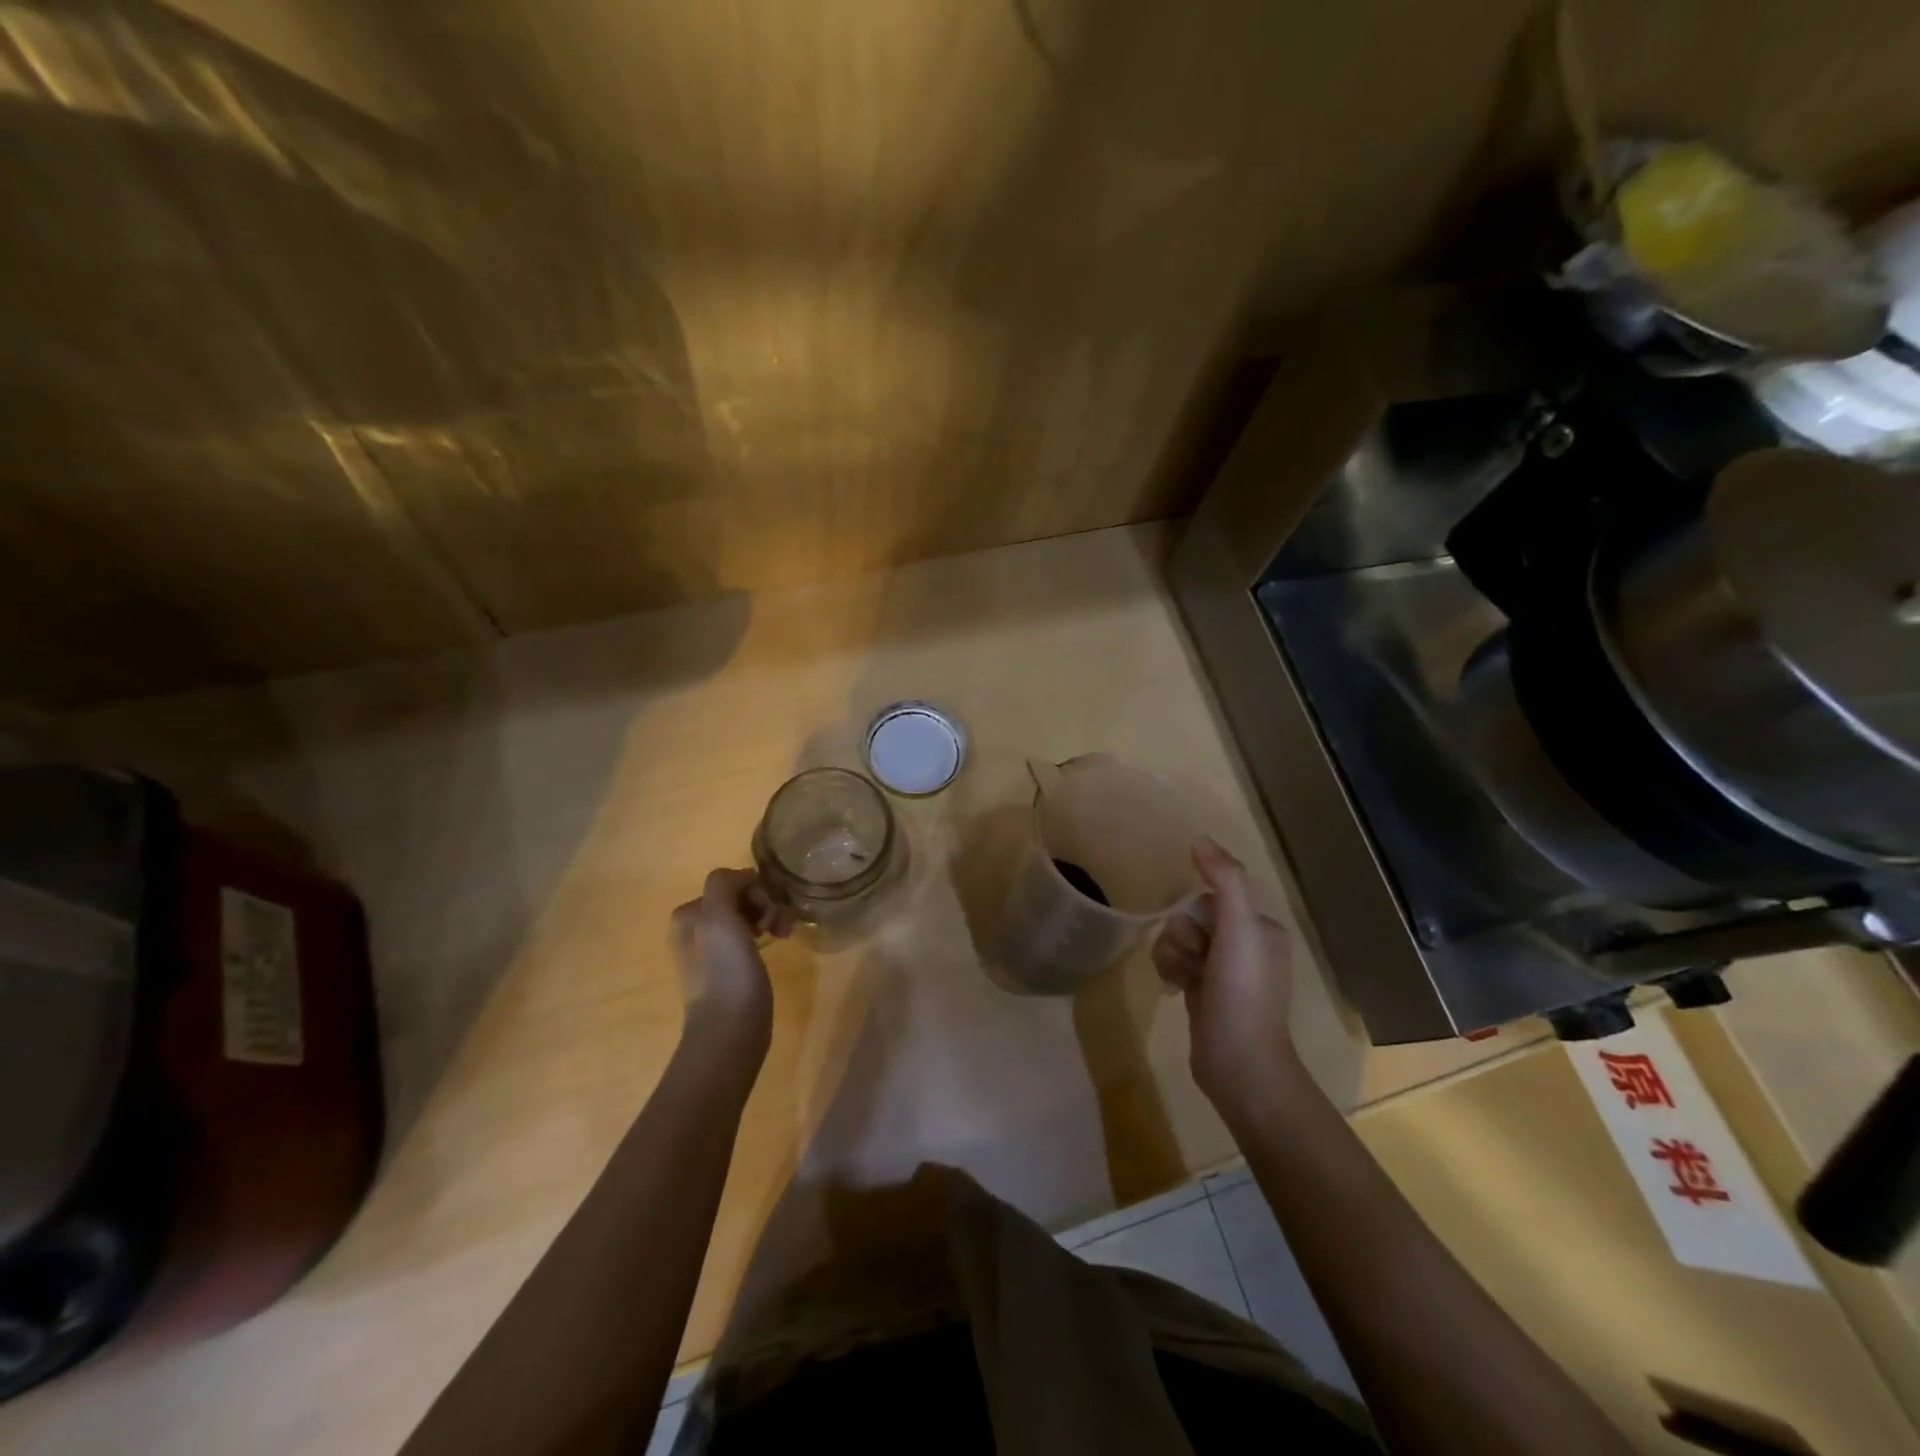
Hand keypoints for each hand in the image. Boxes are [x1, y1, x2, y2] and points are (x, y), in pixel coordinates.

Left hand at [669, 869, 794, 1053]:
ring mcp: (713, 952)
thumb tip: (744, 876)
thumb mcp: (717, 917)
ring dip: (771, 917)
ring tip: (786, 933)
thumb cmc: (725, 970)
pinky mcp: (731, 970)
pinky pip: (751, 938)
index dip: (754, 890)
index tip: (769, 908)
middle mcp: (695, 930)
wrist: (731, 1028)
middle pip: (739, 899)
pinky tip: (780, 942)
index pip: (728, 883)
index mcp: (688, 915)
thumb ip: (723, 885)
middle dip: (765, 904)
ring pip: (748, 917)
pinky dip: (768, 934)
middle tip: (780, 924)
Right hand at [1152, 838, 1299, 1129]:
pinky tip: (1176, 989)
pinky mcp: (1204, 990)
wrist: (1238, 1064)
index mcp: (1260, 928)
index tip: (1205, 940)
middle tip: (1195, 964)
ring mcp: (1223, 970)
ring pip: (1177, 939)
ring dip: (1172, 955)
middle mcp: (1245, 945)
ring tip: (1183, 980)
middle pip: (1190, 917)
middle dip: (1181, 937)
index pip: (1210, 898)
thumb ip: (1224, 880)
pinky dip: (1170, 970)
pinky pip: (1174, 961)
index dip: (1196, 915)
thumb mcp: (1239, 930)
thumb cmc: (1242, 993)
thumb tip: (1200, 839)